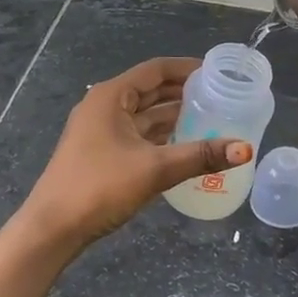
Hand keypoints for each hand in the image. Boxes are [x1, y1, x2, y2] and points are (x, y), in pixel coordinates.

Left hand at [21, 57, 252, 246]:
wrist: (52, 228)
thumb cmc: (99, 187)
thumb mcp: (154, 169)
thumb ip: (200, 156)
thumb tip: (245, 149)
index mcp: (111, 97)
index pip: (155, 70)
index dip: (186, 68)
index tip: (217, 73)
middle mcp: (104, 107)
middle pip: (150, 91)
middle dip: (183, 93)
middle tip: (220, 97)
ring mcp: (100, 131)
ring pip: (144, 115)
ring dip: (173, 116)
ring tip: (210, 119)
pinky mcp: (101, 154)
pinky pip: (137, 135)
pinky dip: (161, 136)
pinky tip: (184, 145)